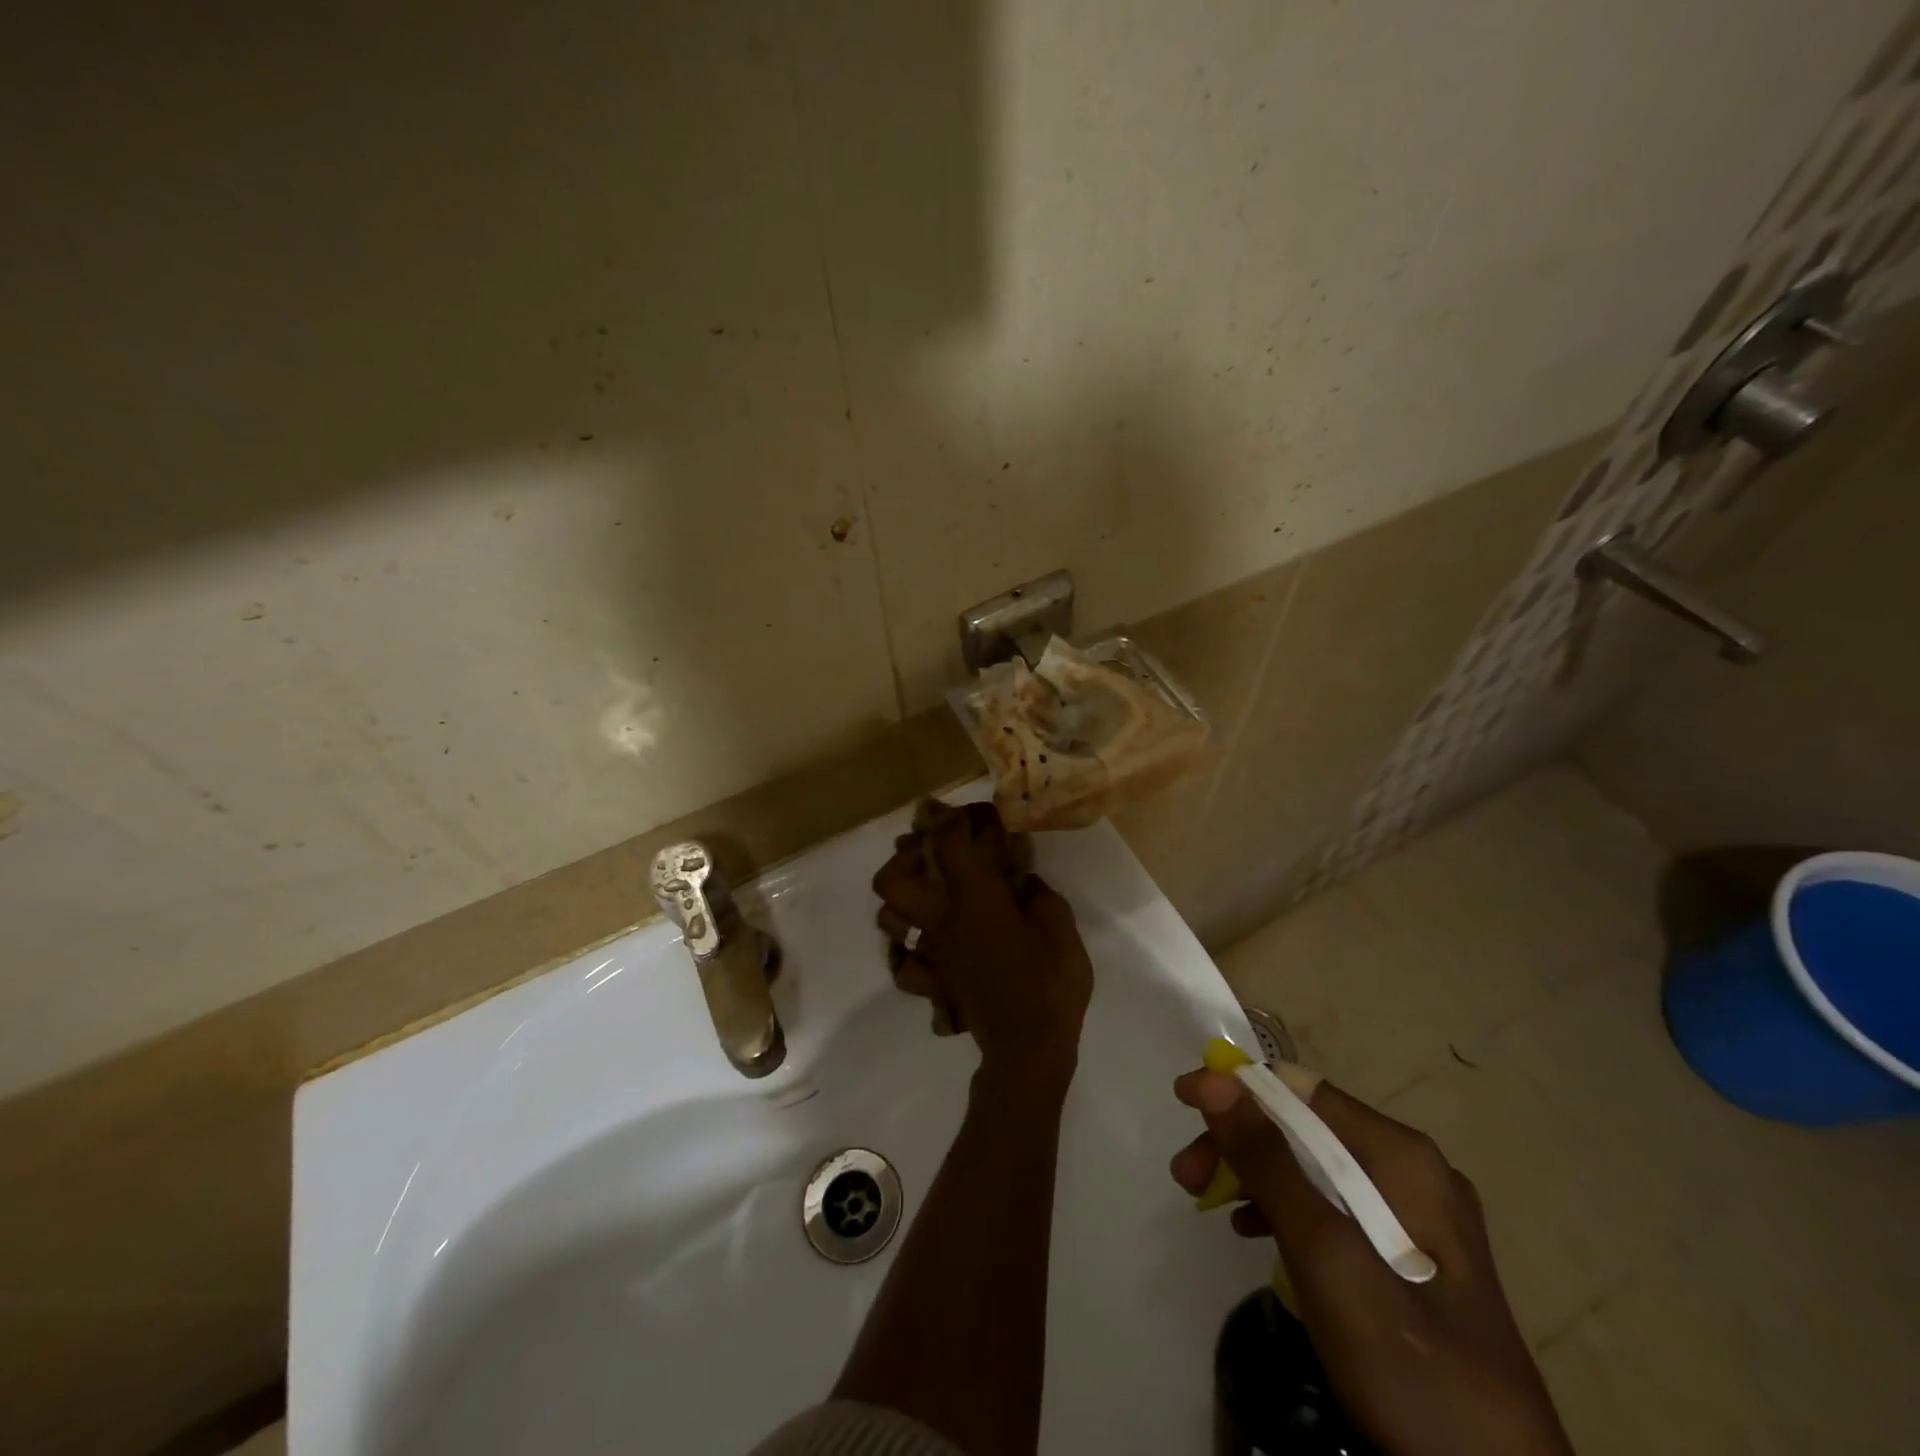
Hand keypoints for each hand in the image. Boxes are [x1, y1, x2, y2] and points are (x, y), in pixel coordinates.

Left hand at [872, 803, 1092, 1082]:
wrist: (1027, 1049)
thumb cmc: (1049, 983)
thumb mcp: (1060, 927)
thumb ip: (1038, 894)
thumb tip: (1020, 879)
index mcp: (973, 900)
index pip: (948, 844)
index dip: (958, 820)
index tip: (977, 815)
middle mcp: (941, 921)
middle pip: (892, 880)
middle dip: (905, 857)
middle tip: (931, 851)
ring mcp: (930, 953)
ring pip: (888, 919)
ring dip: (902, 899)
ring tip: (927, 891)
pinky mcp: (932, 981)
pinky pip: (903, 963)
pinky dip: (908, 950)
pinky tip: (928, 942)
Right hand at [1170, 1069, 1572, 1455]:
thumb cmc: (1409, 1364)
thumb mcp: (1326, 1257)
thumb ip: (1268, 1162)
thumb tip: (1212, 1078)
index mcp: (1402, 1156)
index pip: (1300, 1088)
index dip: (1235, 1088)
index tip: (1182, 1104)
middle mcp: (1413, 1170)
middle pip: (1304, 1127)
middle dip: (1240, 1141)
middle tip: (1187, 1176)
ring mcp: (1417, 1215)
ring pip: (1314, 1166)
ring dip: (1255, 1174)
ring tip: (1207, 1204)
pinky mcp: (1412, 1258)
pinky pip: (1334, 1206)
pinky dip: (1287, 1209)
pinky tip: (1255, 1234)